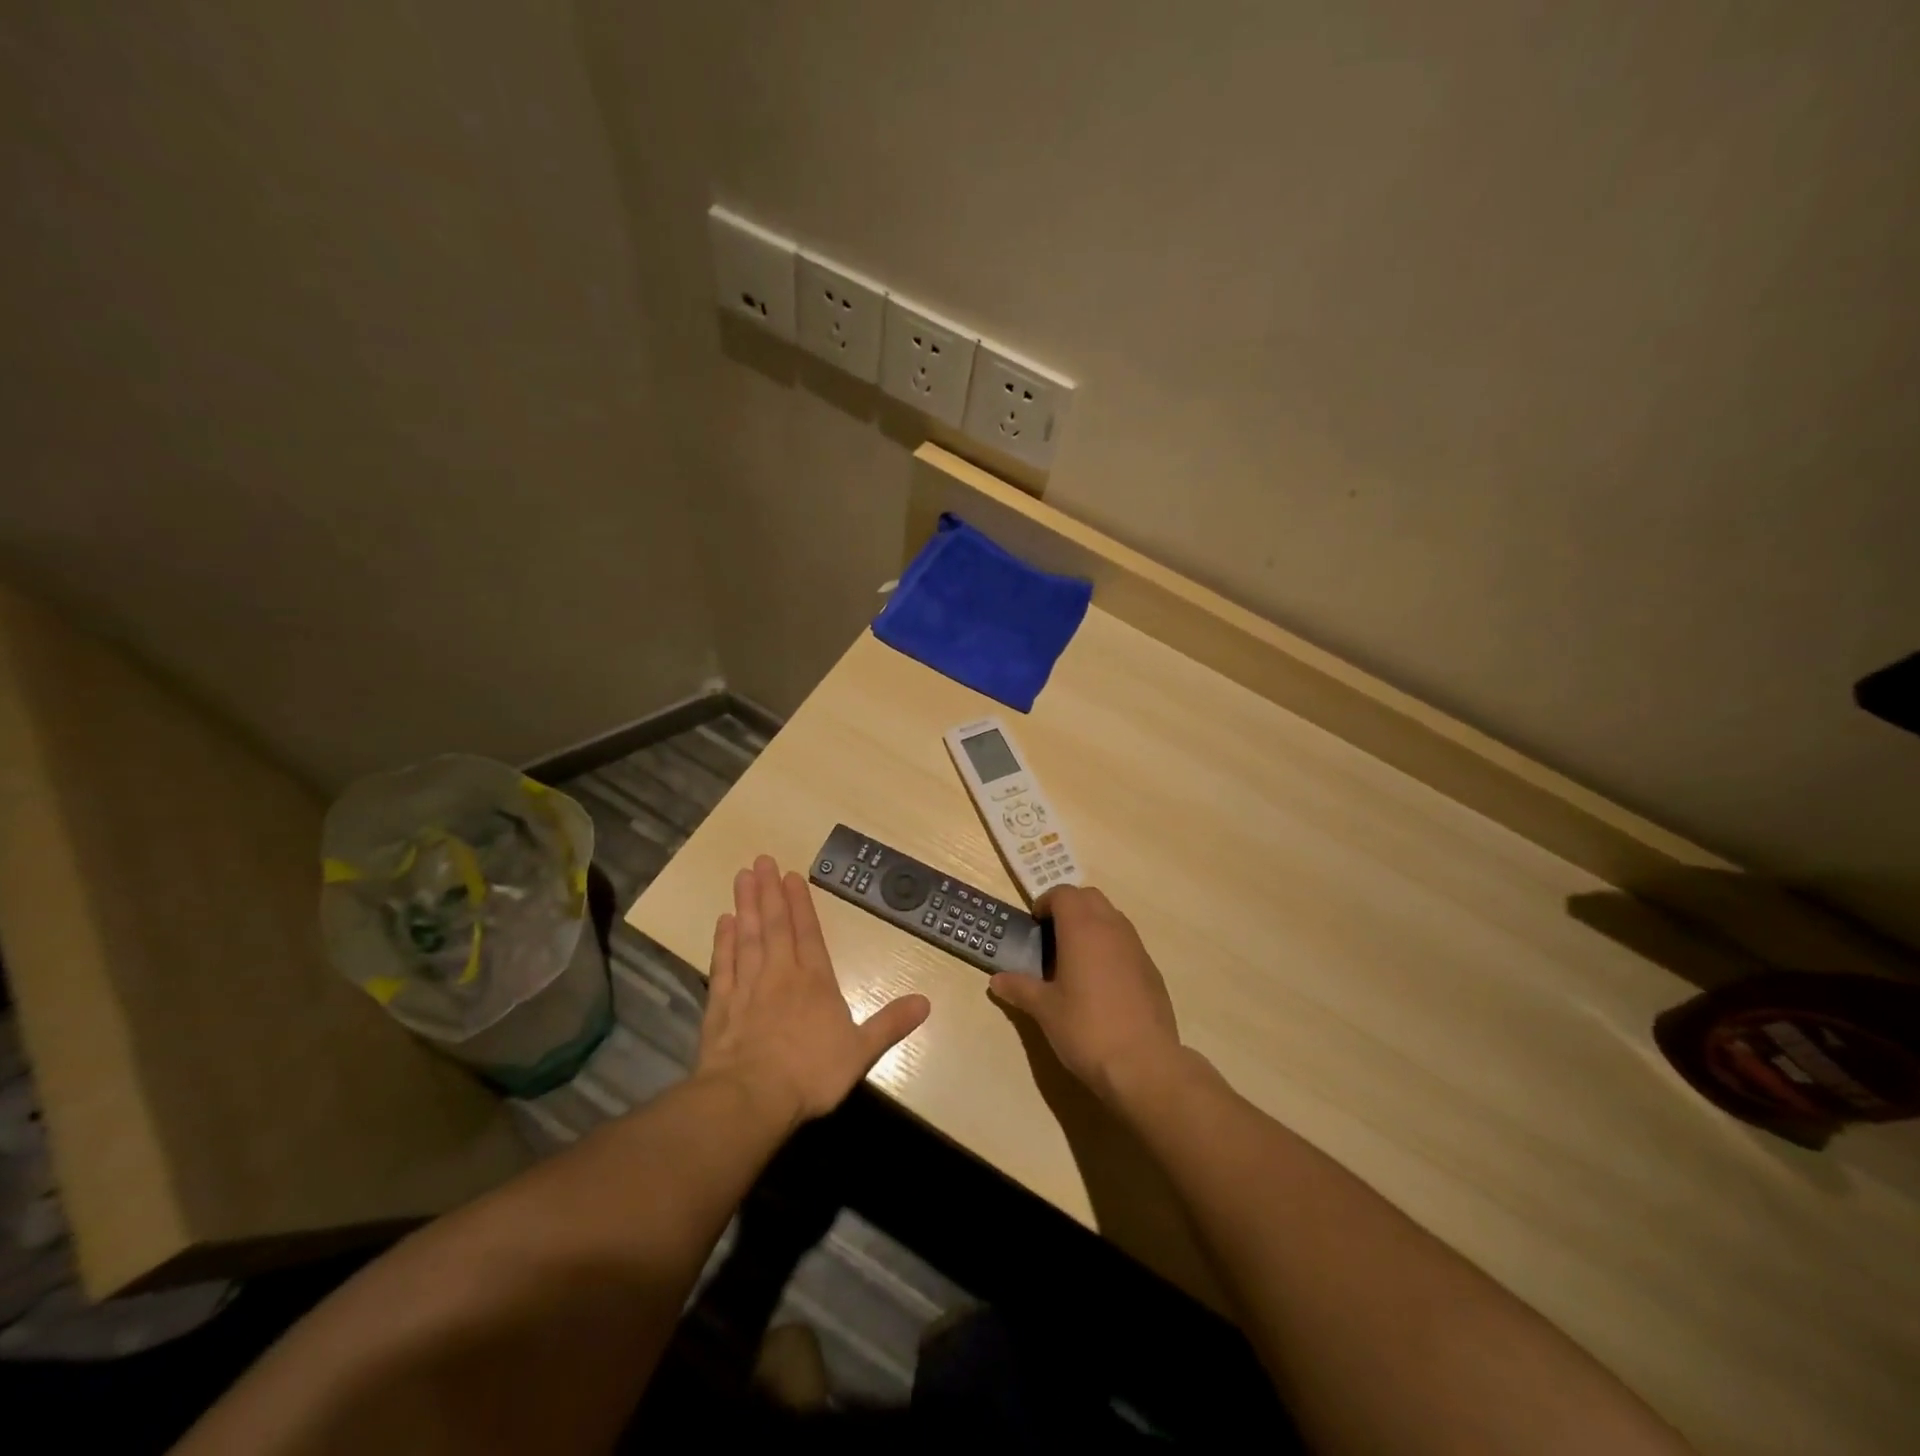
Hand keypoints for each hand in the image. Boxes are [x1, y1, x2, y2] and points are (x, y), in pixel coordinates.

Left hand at [696, 855, 930, 1126]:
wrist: (751, 1098)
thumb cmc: (811, 1073)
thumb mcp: (861, 1052)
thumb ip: (890, 1024)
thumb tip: (926, 1002)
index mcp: (814, 982)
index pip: (808, 933)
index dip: (800, 904)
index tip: (791, 875)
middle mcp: (780, 975)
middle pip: (775, 926)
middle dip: (769, 892)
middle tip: (762, 860)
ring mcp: (747, 988)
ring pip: (747, 938)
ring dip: (745, 906)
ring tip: (742, 877)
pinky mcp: (720, 1007)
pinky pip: (722, 966)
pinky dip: (722, 943)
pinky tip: (722, 923)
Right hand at [988, 885, 1181, 1102]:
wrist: (1144, 1064)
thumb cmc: (1086, 1029)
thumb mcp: (1045, 1010)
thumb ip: (1020, 988)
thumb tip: (997, 980)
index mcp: (1082, 929)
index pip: (1063, 893)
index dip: (1045, 902)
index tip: (1034, 925)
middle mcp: (1112, 928)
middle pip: (1089, 897)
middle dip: (1069, 907)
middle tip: (1051, 936)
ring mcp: (1136, 947)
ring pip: (1111, 917)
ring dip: (1091, 925)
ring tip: (1074, 959)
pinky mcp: (1151, 969)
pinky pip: (1127, 942)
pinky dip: (1110, 947)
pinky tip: (1101, 983)